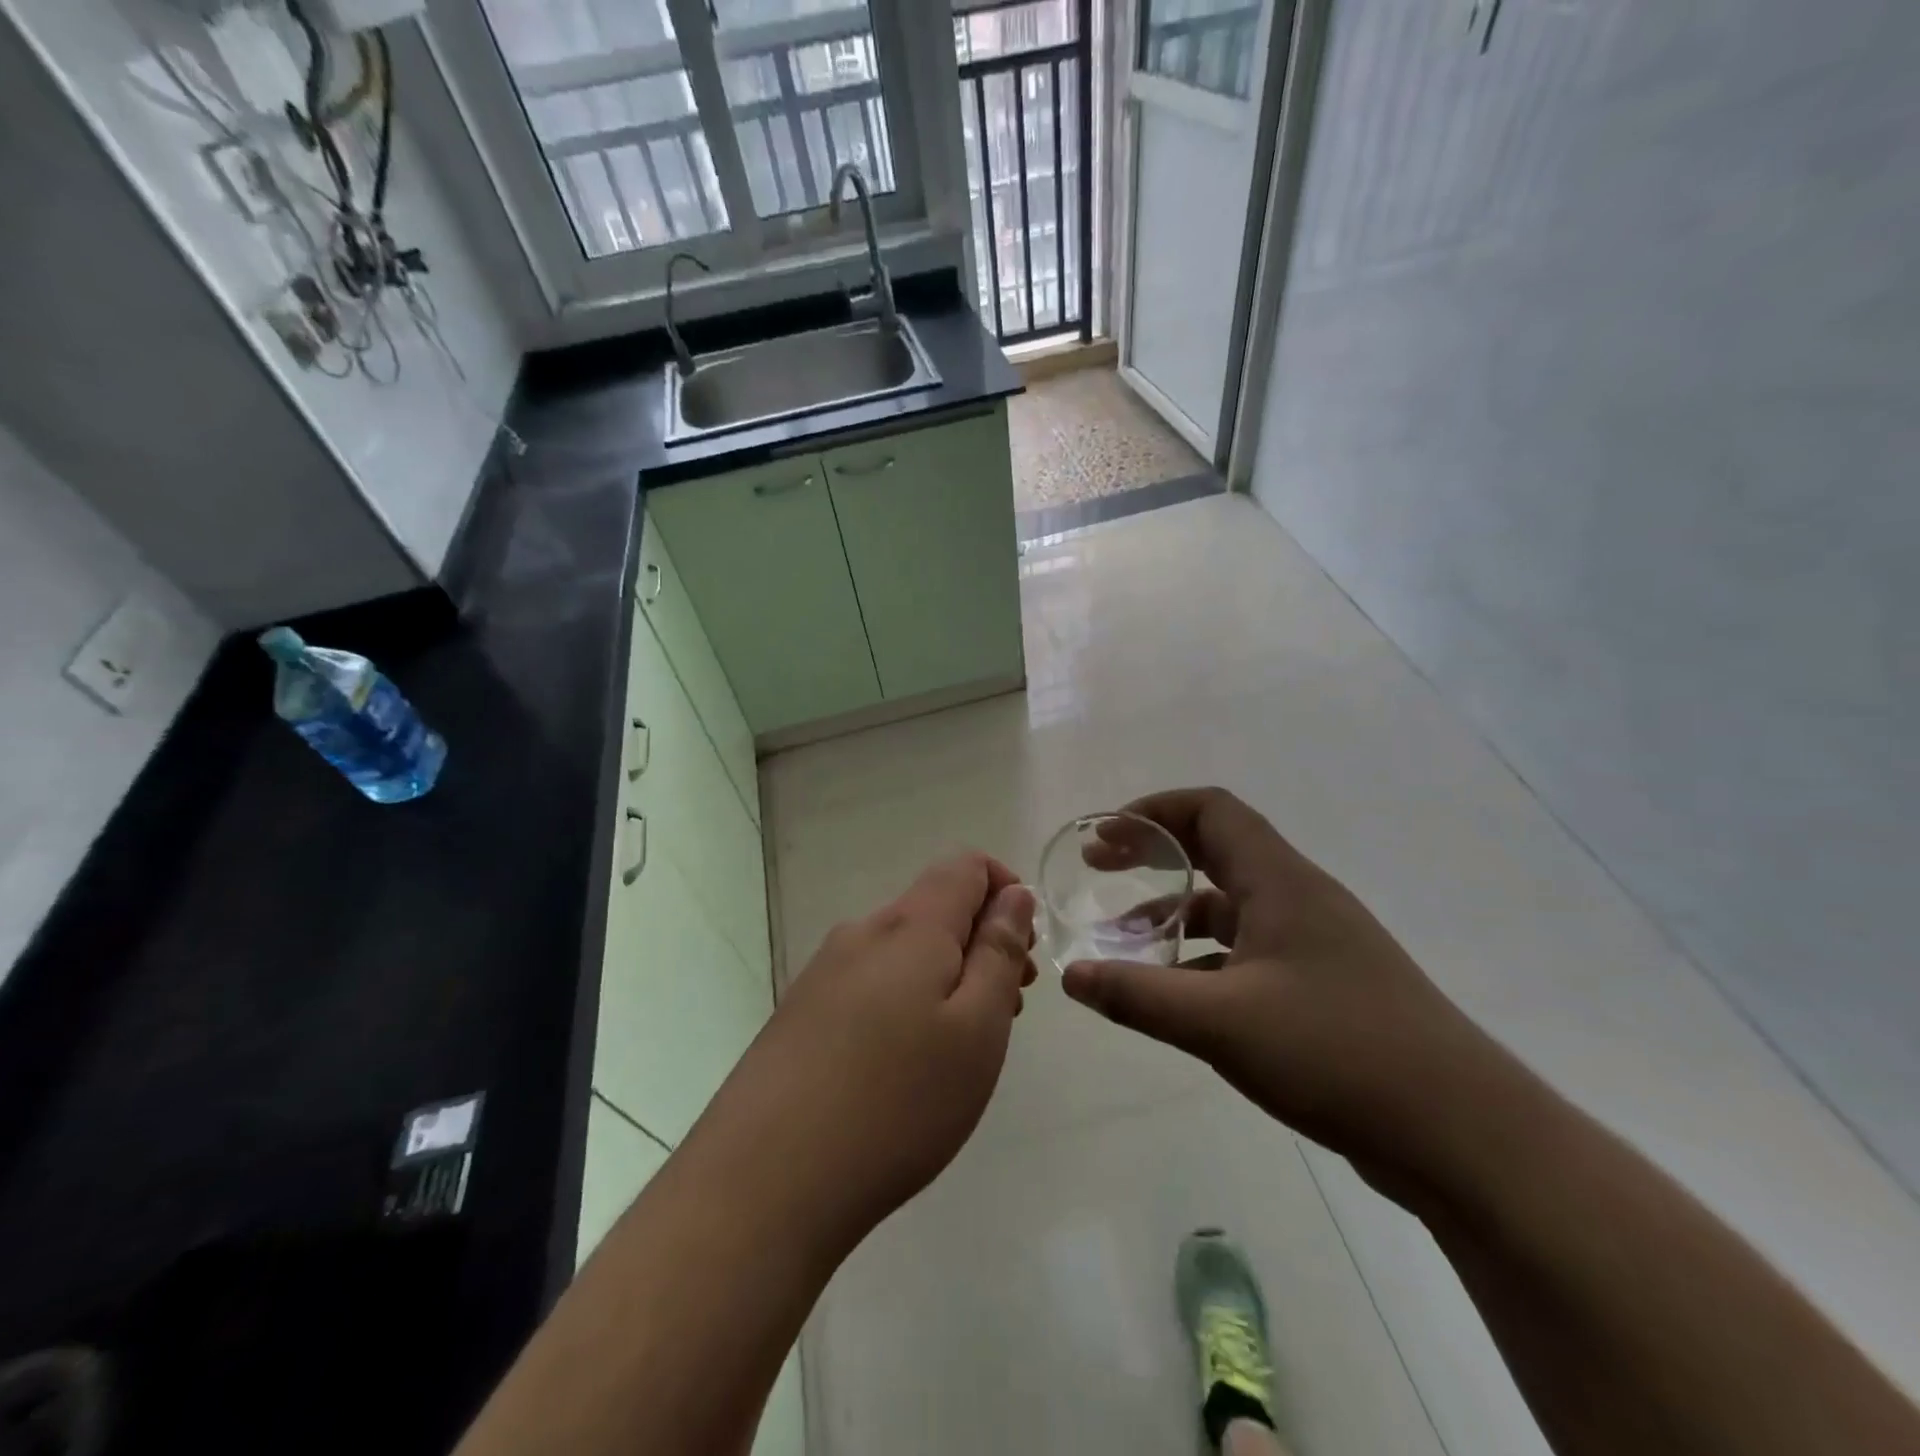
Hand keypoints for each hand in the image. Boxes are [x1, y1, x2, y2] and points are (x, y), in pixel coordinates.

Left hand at [697, 853, 1037, 1247]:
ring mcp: (823, 972)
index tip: (1024, 952)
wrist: (764, 1180)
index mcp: (910, 925)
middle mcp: (862, 932)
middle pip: (934, 907)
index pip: (965, 865)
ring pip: (902, 950)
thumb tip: (1013, 894)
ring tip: (960, 1047)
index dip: (1006, 890)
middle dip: (981, 942)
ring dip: (944, 975)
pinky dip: (905, 1001)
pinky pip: (869, 983)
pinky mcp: (800, 1012)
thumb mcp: (977, 1028)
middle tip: (1007, 1010)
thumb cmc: (897, 1101)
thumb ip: (999, 951)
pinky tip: (902, 1066)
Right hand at [1061, 788, 1499, 1185]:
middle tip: (1099, 869)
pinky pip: (1247, 952)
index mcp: (1280, 881)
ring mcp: (1314, 944)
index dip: (1153, 810)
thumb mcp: (1221, 1022)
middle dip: (1154, 853)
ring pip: (1230, 907)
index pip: (1211, 810)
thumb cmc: (1338, 1052)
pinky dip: (1202, 960)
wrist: (1465, 1135)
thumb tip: (1070, 976)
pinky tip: (1175, 996)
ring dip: (1174, 913)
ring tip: (1122, 941)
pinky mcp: (1323, 988)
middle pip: (1217, 849)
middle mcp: (1298, 899)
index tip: (1105, 836)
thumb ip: (1138, 995)